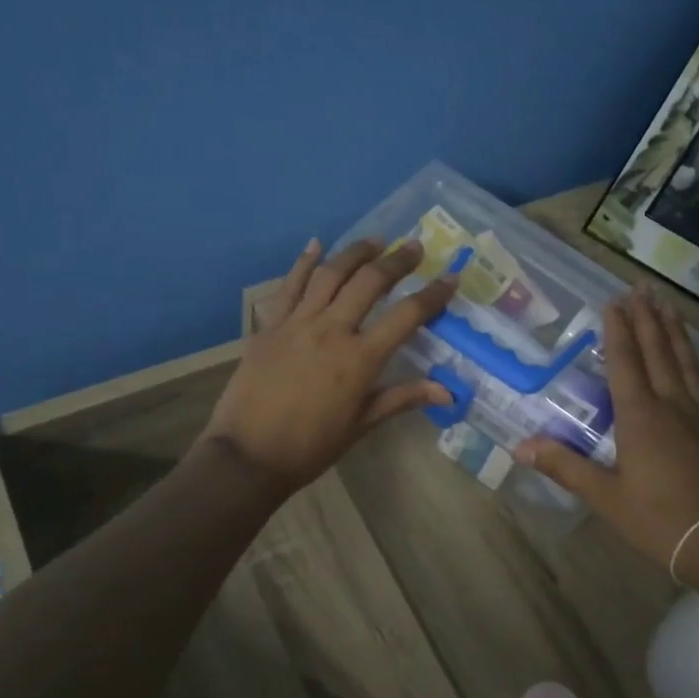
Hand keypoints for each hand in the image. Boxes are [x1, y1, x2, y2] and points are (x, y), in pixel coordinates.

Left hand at [199, 237, 455, 494]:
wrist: (248, 455)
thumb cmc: (310, 447)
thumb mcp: (361, 425)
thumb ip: (402, 398)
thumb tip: (448, 391)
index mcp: (360, 359)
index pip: (406, 316)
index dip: (432, 295)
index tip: (450, 278)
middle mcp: (332, 330)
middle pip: (369, 282)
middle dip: (397, 261)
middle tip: (414, 248)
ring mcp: (297, 323)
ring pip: (331, 274)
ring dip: (355, 253)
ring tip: (375, 242)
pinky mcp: (270, 325)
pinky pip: (289, 286)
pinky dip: (303, 262)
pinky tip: (316, 244)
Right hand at [514, 289, 698, 570]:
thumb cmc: (658, 519)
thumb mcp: (605, 496)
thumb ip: (564, 466)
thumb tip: (520, 447)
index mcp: (640, 416)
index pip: (625, 362)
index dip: (617, 330)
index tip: (613, 301)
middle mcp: (671, 404)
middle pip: (658, 351)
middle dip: (647, 318)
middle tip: (641, 288)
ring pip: (685, 360)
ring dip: (674, 330)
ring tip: (669, 304)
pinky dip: (695, 359)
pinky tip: (696, 356)